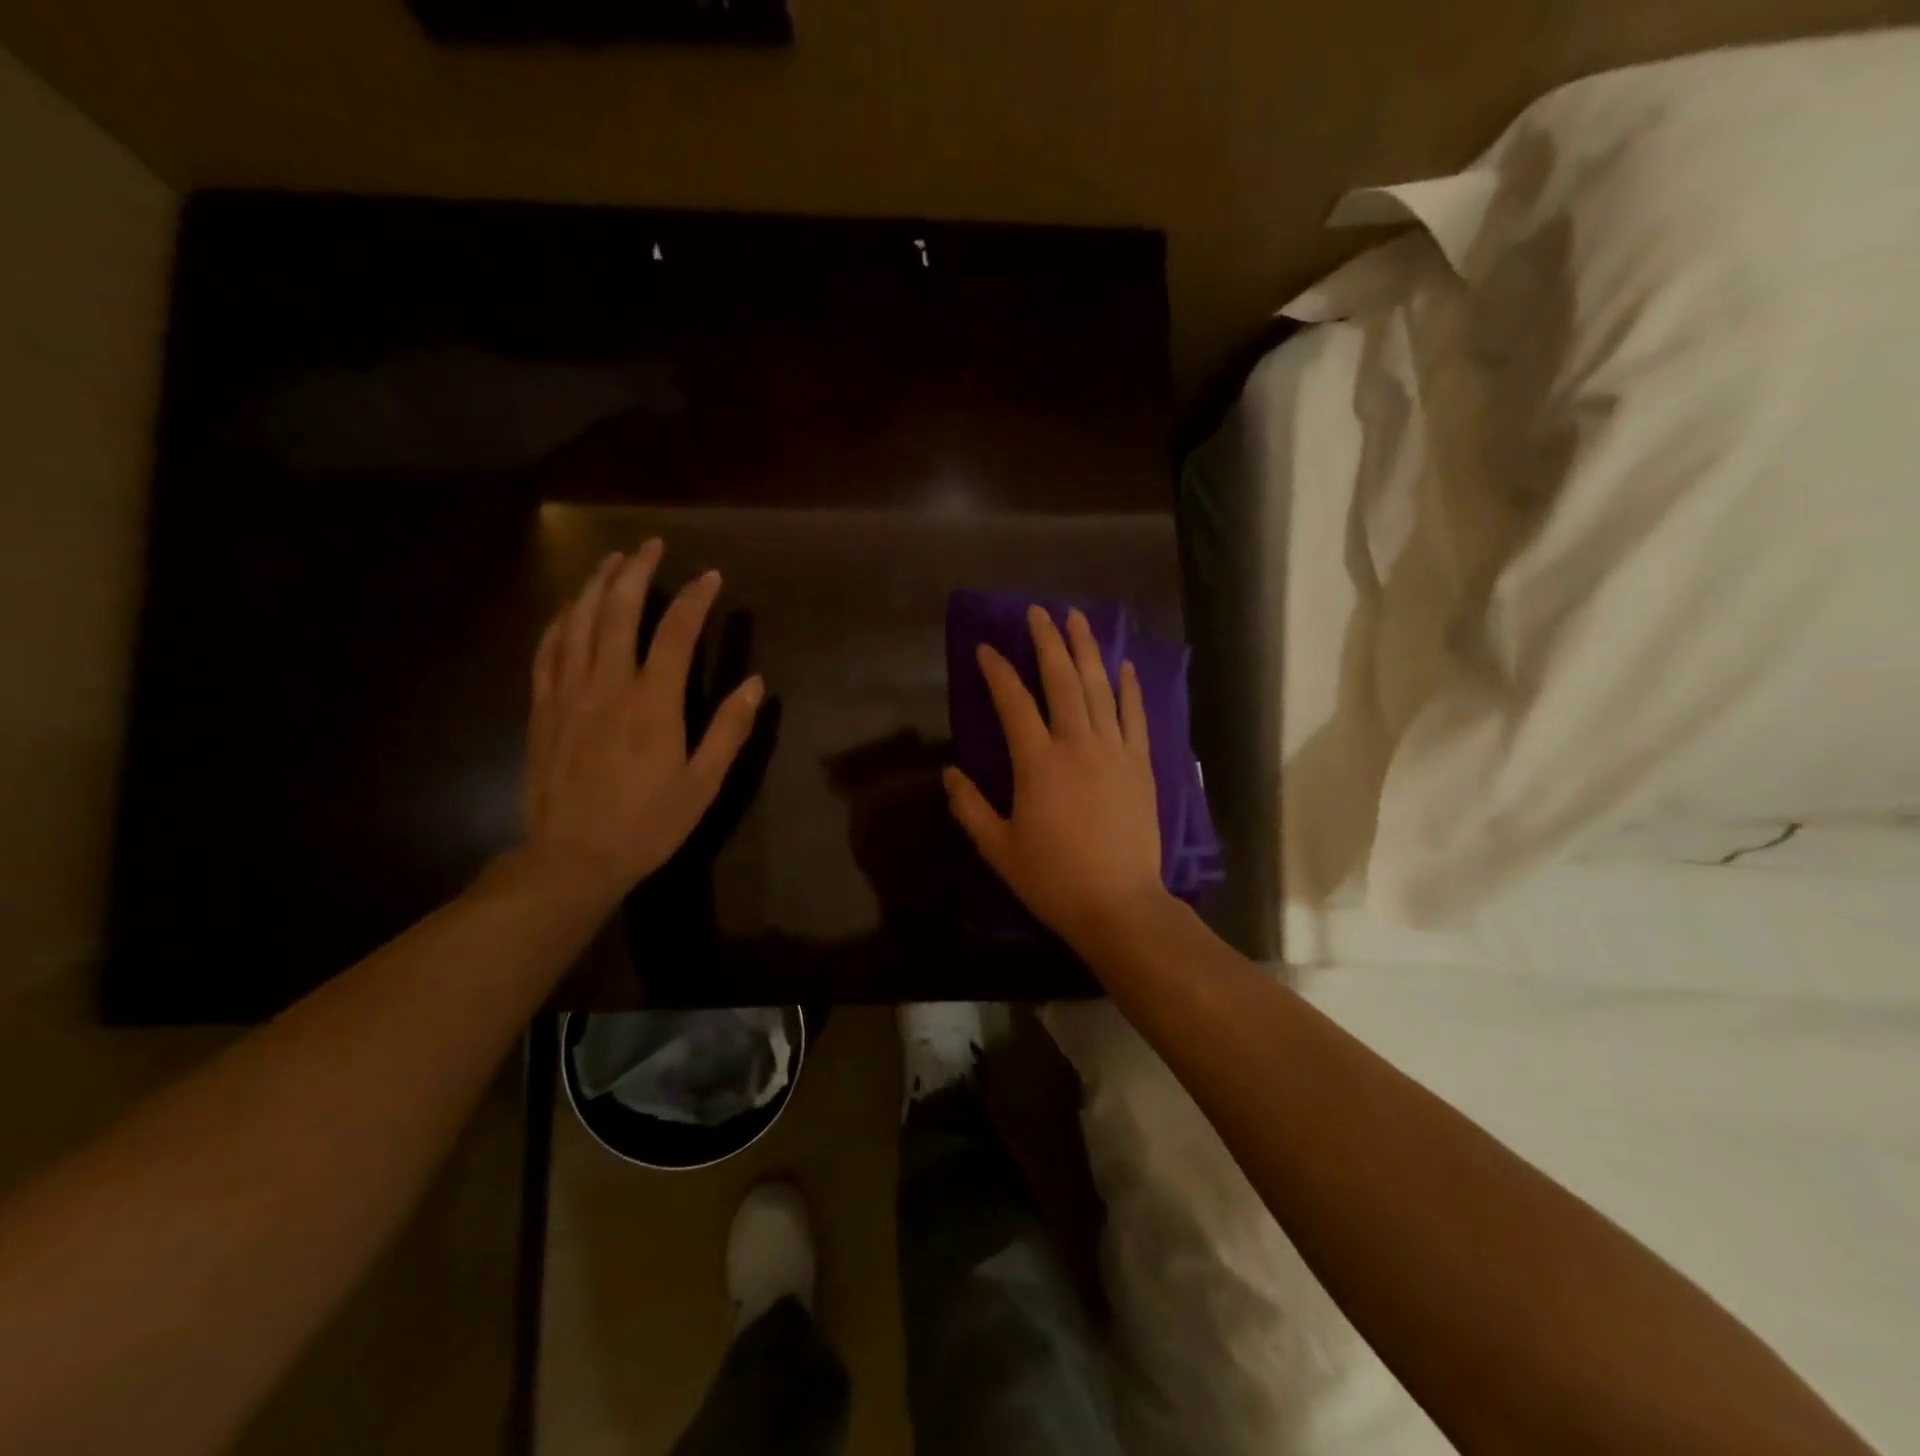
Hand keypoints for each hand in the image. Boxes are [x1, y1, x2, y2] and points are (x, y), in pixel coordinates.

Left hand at [523, 539, 763, 907]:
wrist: (573, 857)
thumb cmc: (648, 823)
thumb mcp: (703, 784)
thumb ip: (729, 730)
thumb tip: (756, 684)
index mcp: (652, 704)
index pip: (674, 633)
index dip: (694, 599)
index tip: (710, 577)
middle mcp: (607, 686)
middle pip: (617, 612)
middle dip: (635, 572)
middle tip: (651, 546)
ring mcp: (568, 694)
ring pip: (577, 623)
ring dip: (595, 585)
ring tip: (611, 560)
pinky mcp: (543, 709)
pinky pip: (547, 652)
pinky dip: (559, 622)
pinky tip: (569, 610)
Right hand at [944, 605, 1167, 955]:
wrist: (1119, 904)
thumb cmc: (1053, 879)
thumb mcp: (999, 848)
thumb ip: (970, 807)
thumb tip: (949, 773)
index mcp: (1038, 762)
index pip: (1014, 702)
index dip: (998, 671)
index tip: (986, 648)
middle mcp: (1077, 744)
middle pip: (1062, 680)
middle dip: (1048, 641)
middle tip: (1039, 611)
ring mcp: (1114, 751)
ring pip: (1100, 688)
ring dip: (1087, 650)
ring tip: (1078, 619)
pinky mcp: (1140, 765)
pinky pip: (1134, 716)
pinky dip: (1129, 688)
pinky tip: (1124, 666)